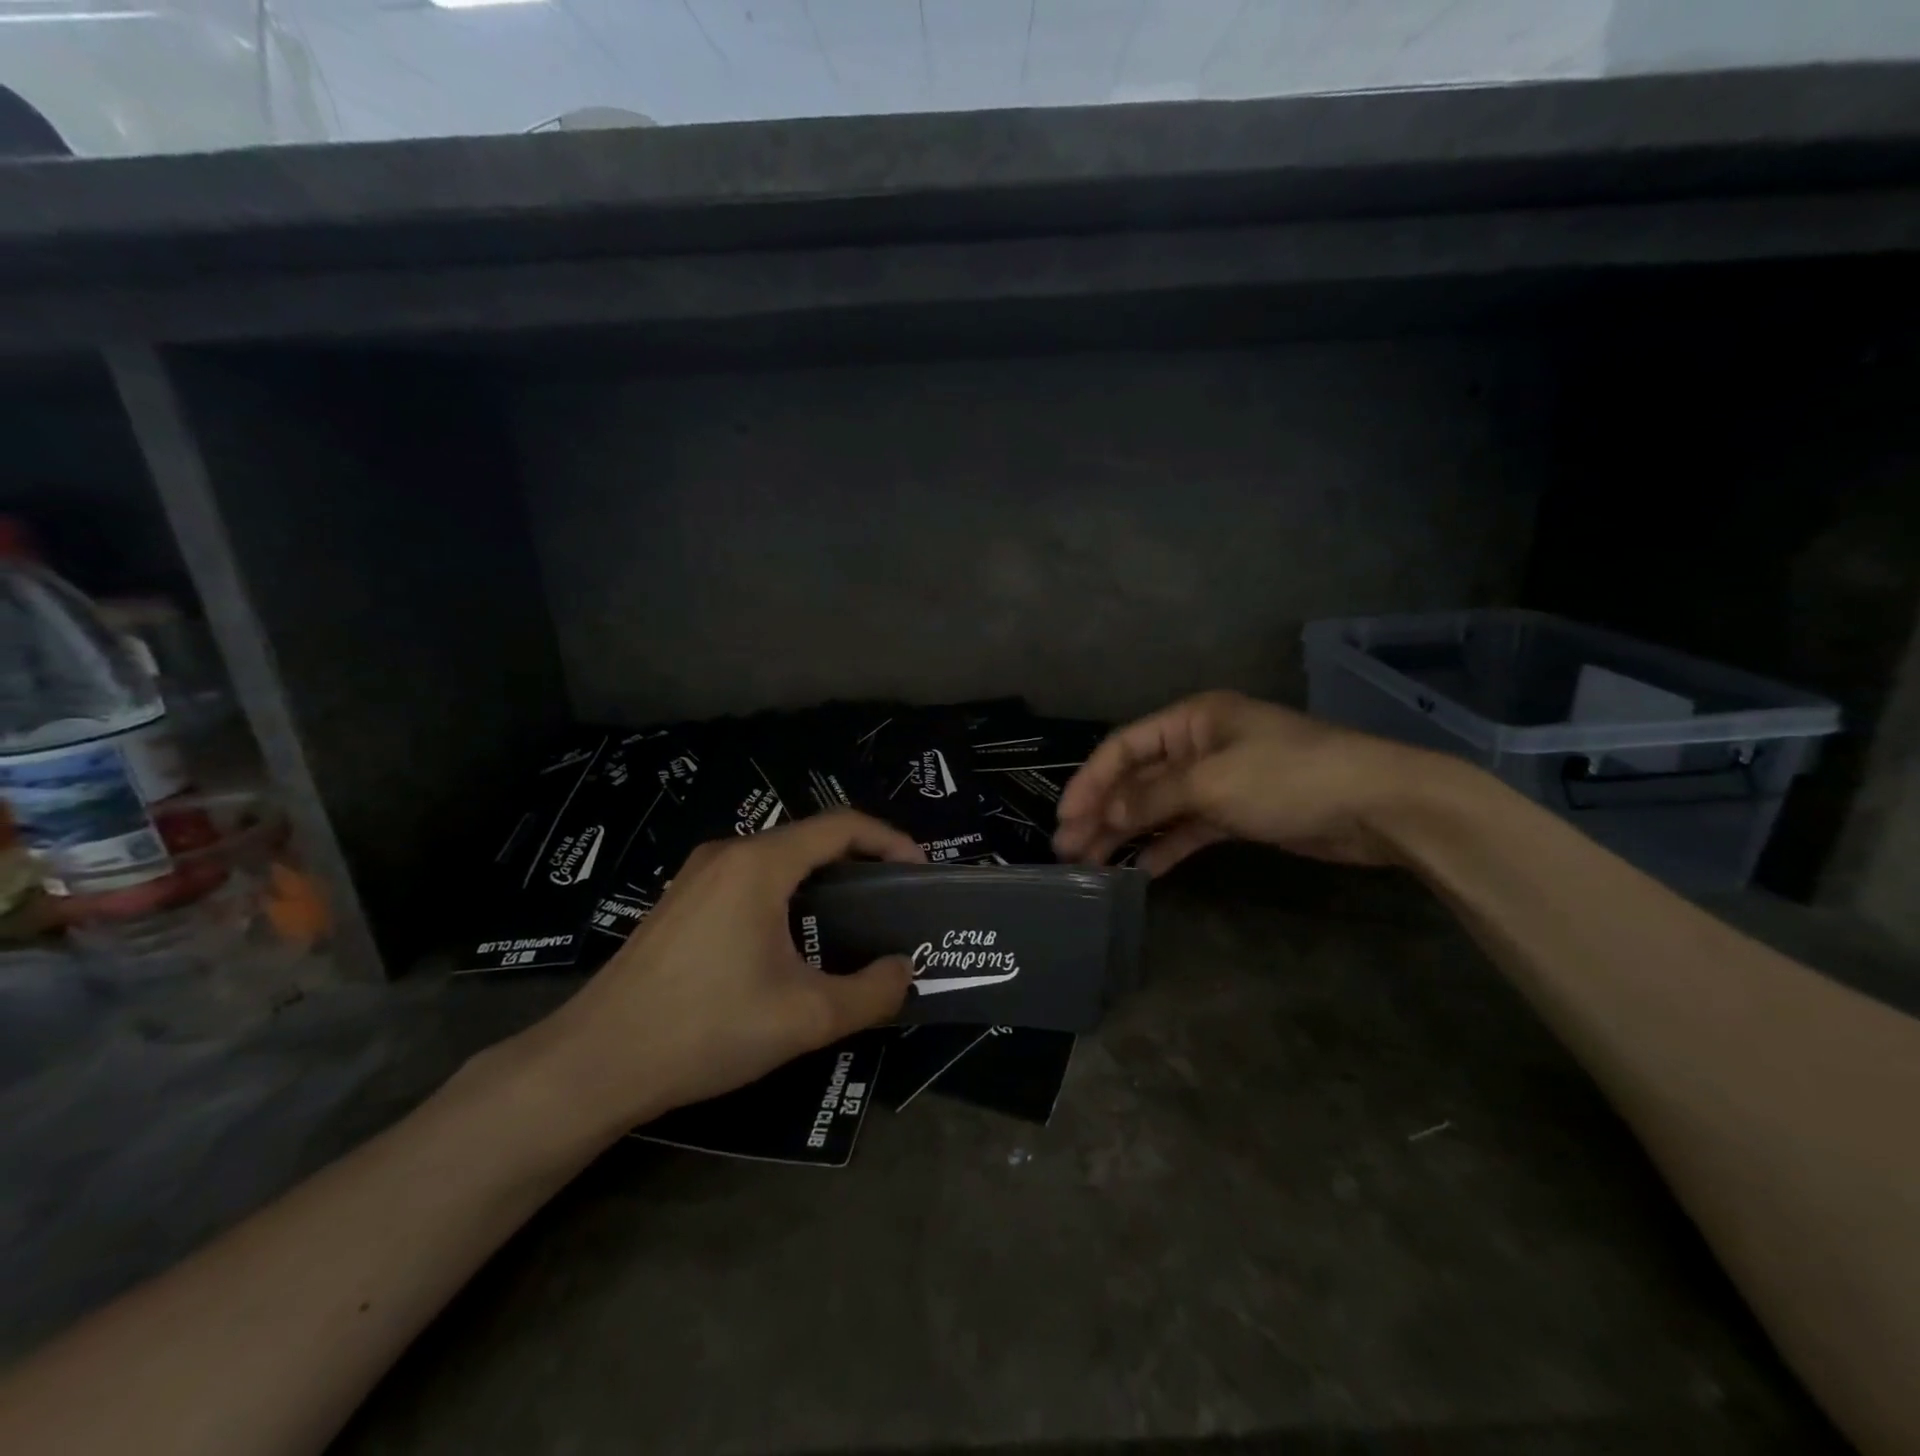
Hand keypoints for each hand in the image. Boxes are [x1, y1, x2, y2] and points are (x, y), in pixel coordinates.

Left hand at [521, 811, 924, 1136]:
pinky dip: (787, 892)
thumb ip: (871, 993)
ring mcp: (696, 876)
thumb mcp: (805, 1018)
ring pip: (777, 859)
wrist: (596, 1062)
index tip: (919, 872)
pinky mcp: (679, 902)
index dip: (889, 841)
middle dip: (860, 861)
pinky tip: (792, 939)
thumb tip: (905, 971)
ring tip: (851, 920)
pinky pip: (748, 879)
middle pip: (809, 838)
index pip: (841, 826)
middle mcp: (728, 854)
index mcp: (760, 864)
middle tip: (892, 900)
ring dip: (821, 878)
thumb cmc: (707, 1028)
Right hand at [1053, 691, 1445, 874]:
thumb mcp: (1212, 782)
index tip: (1064, 819)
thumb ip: (1152, 798)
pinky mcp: (1239, 813)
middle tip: (1068, 850)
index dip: (1089, 782)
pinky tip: (1142, 870)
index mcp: (1191, 720)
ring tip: (1093, 865)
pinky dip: (1166, 846)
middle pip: (1137, 779)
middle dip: (1102, 812)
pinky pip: (1189, 828)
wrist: (1378, 806)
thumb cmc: (1288, 777)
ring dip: (1127, 833)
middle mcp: (1200, 745)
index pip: (1123, 747)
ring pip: (1159, 807)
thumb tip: (1105, 815)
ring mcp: (1220, 780)